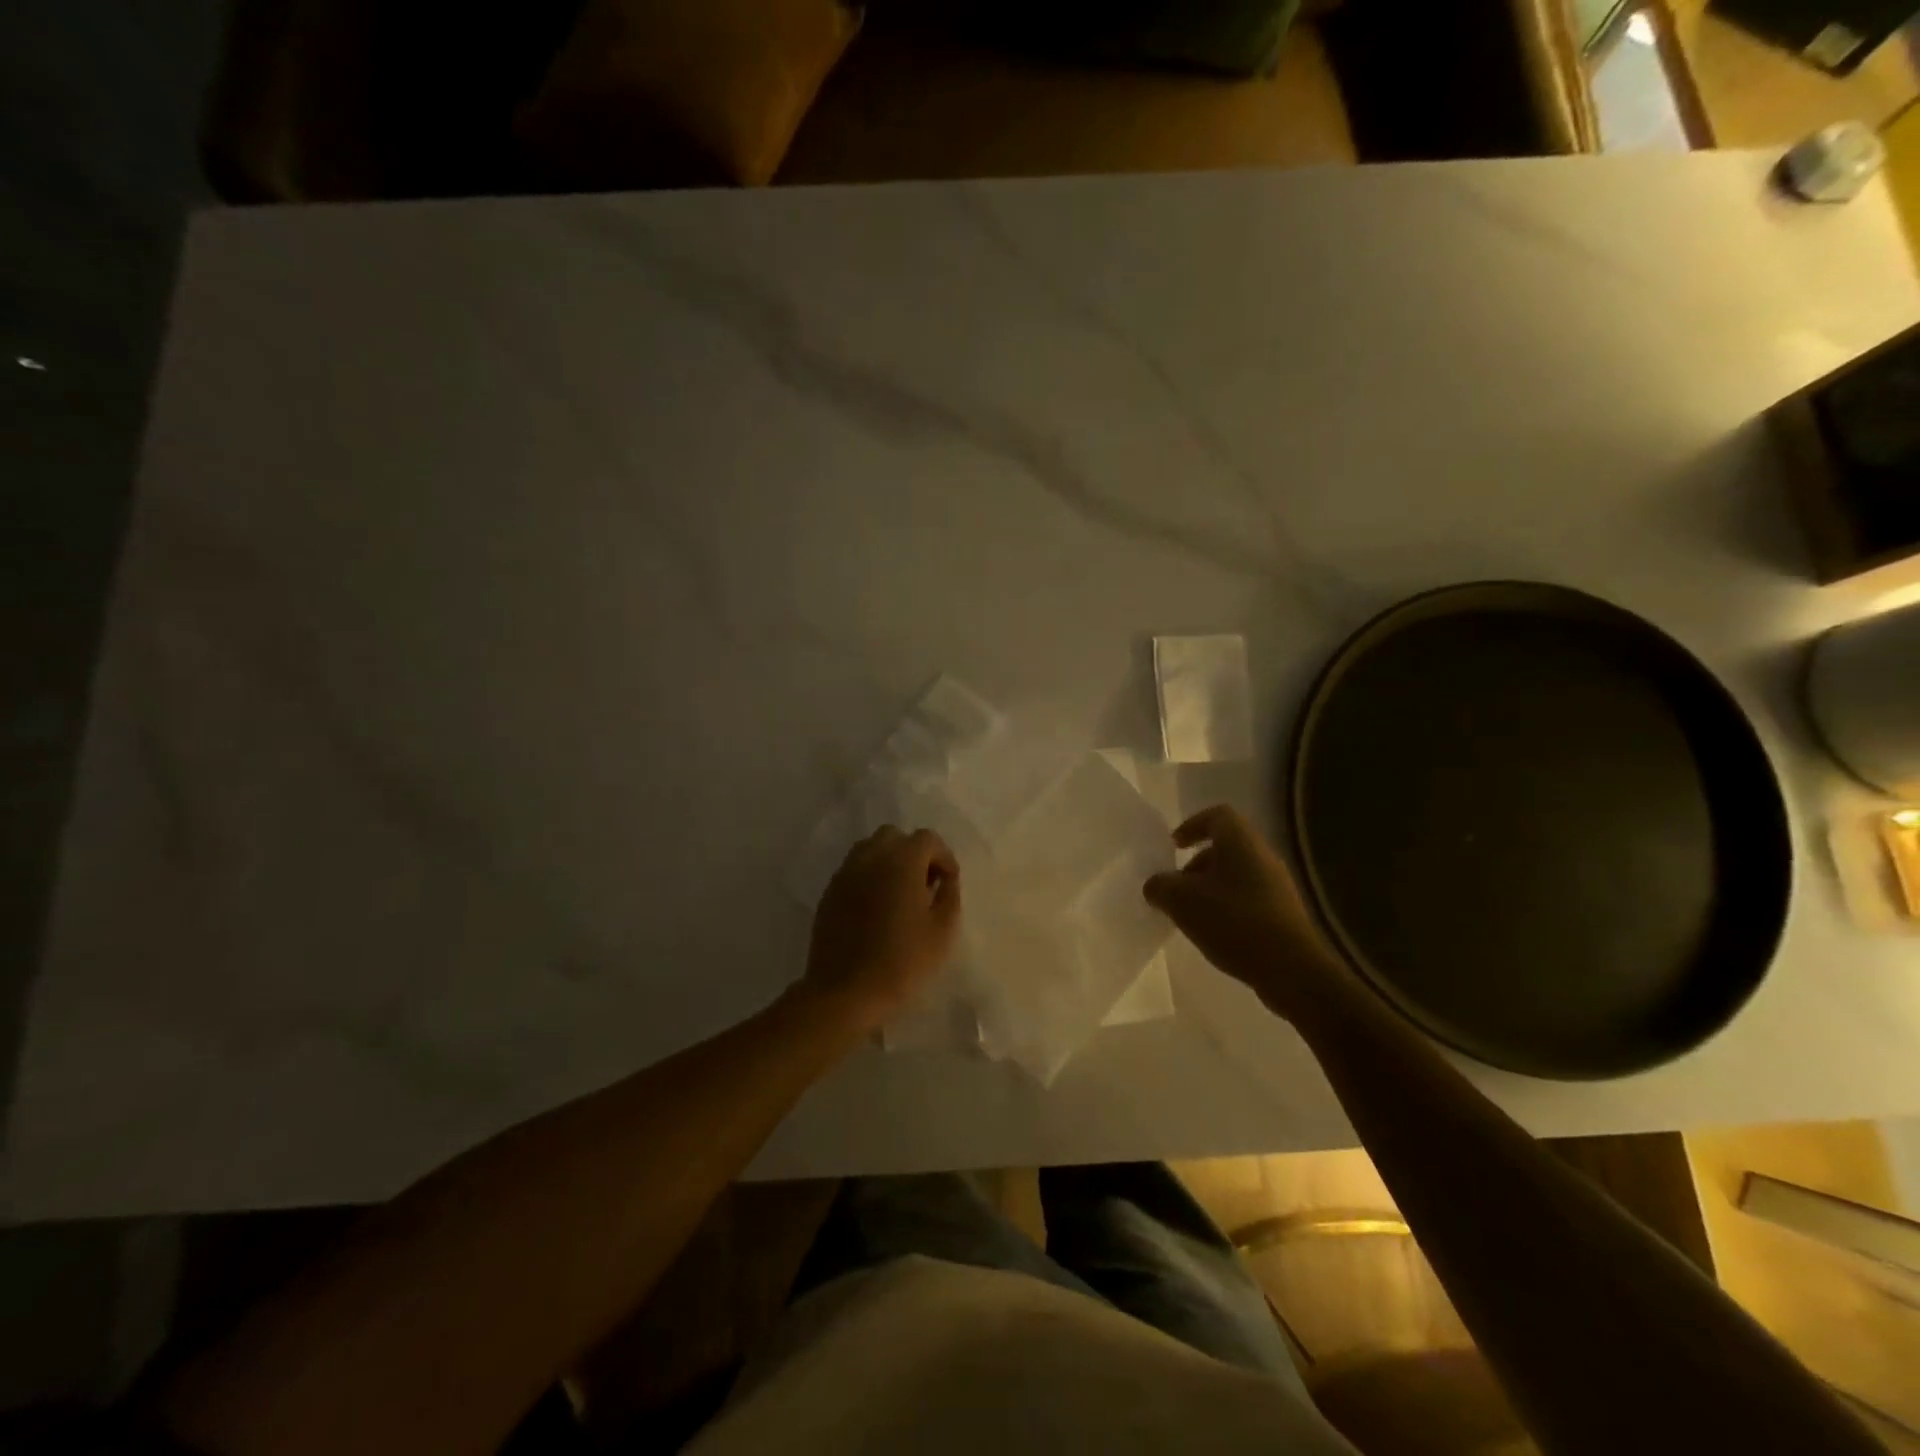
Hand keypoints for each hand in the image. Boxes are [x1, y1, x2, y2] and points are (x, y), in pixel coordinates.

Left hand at [805, 825, 962, 1033]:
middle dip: (914, 854)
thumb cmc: (902, 961)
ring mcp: (845, 873)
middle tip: (924, 885)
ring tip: (899, 896)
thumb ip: (949, 895)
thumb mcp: (943, 931)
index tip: (948, 884)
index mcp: (901, 861)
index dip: (943, 857)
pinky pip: (854, 871)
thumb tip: (945, 879)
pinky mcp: (829, 892)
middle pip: (895, 837)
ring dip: (889, 863)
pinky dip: (869, 878)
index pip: (928, 838)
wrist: (845, 991)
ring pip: (871, 850)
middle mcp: (870, 857)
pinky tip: (876, 910)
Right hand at [1143, 804, 1348, 1022]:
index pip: (1217, 816)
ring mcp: (1278, 887)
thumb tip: (1156, 886)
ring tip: (1191, 916)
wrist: (1292, 970)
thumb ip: (1160, 887)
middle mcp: (1263, 857)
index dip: (1192, 825)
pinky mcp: (1284, 914)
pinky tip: (1215, 933)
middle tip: (1177, 888)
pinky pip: (1248, 899)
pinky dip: (1227, 908)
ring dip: (1210, 889)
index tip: (1174, 847)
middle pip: (1225, 848)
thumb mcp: (1182, 901)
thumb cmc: (1234, 922)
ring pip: (1236, 875)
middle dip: (1196, 865)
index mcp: (1241, 843)